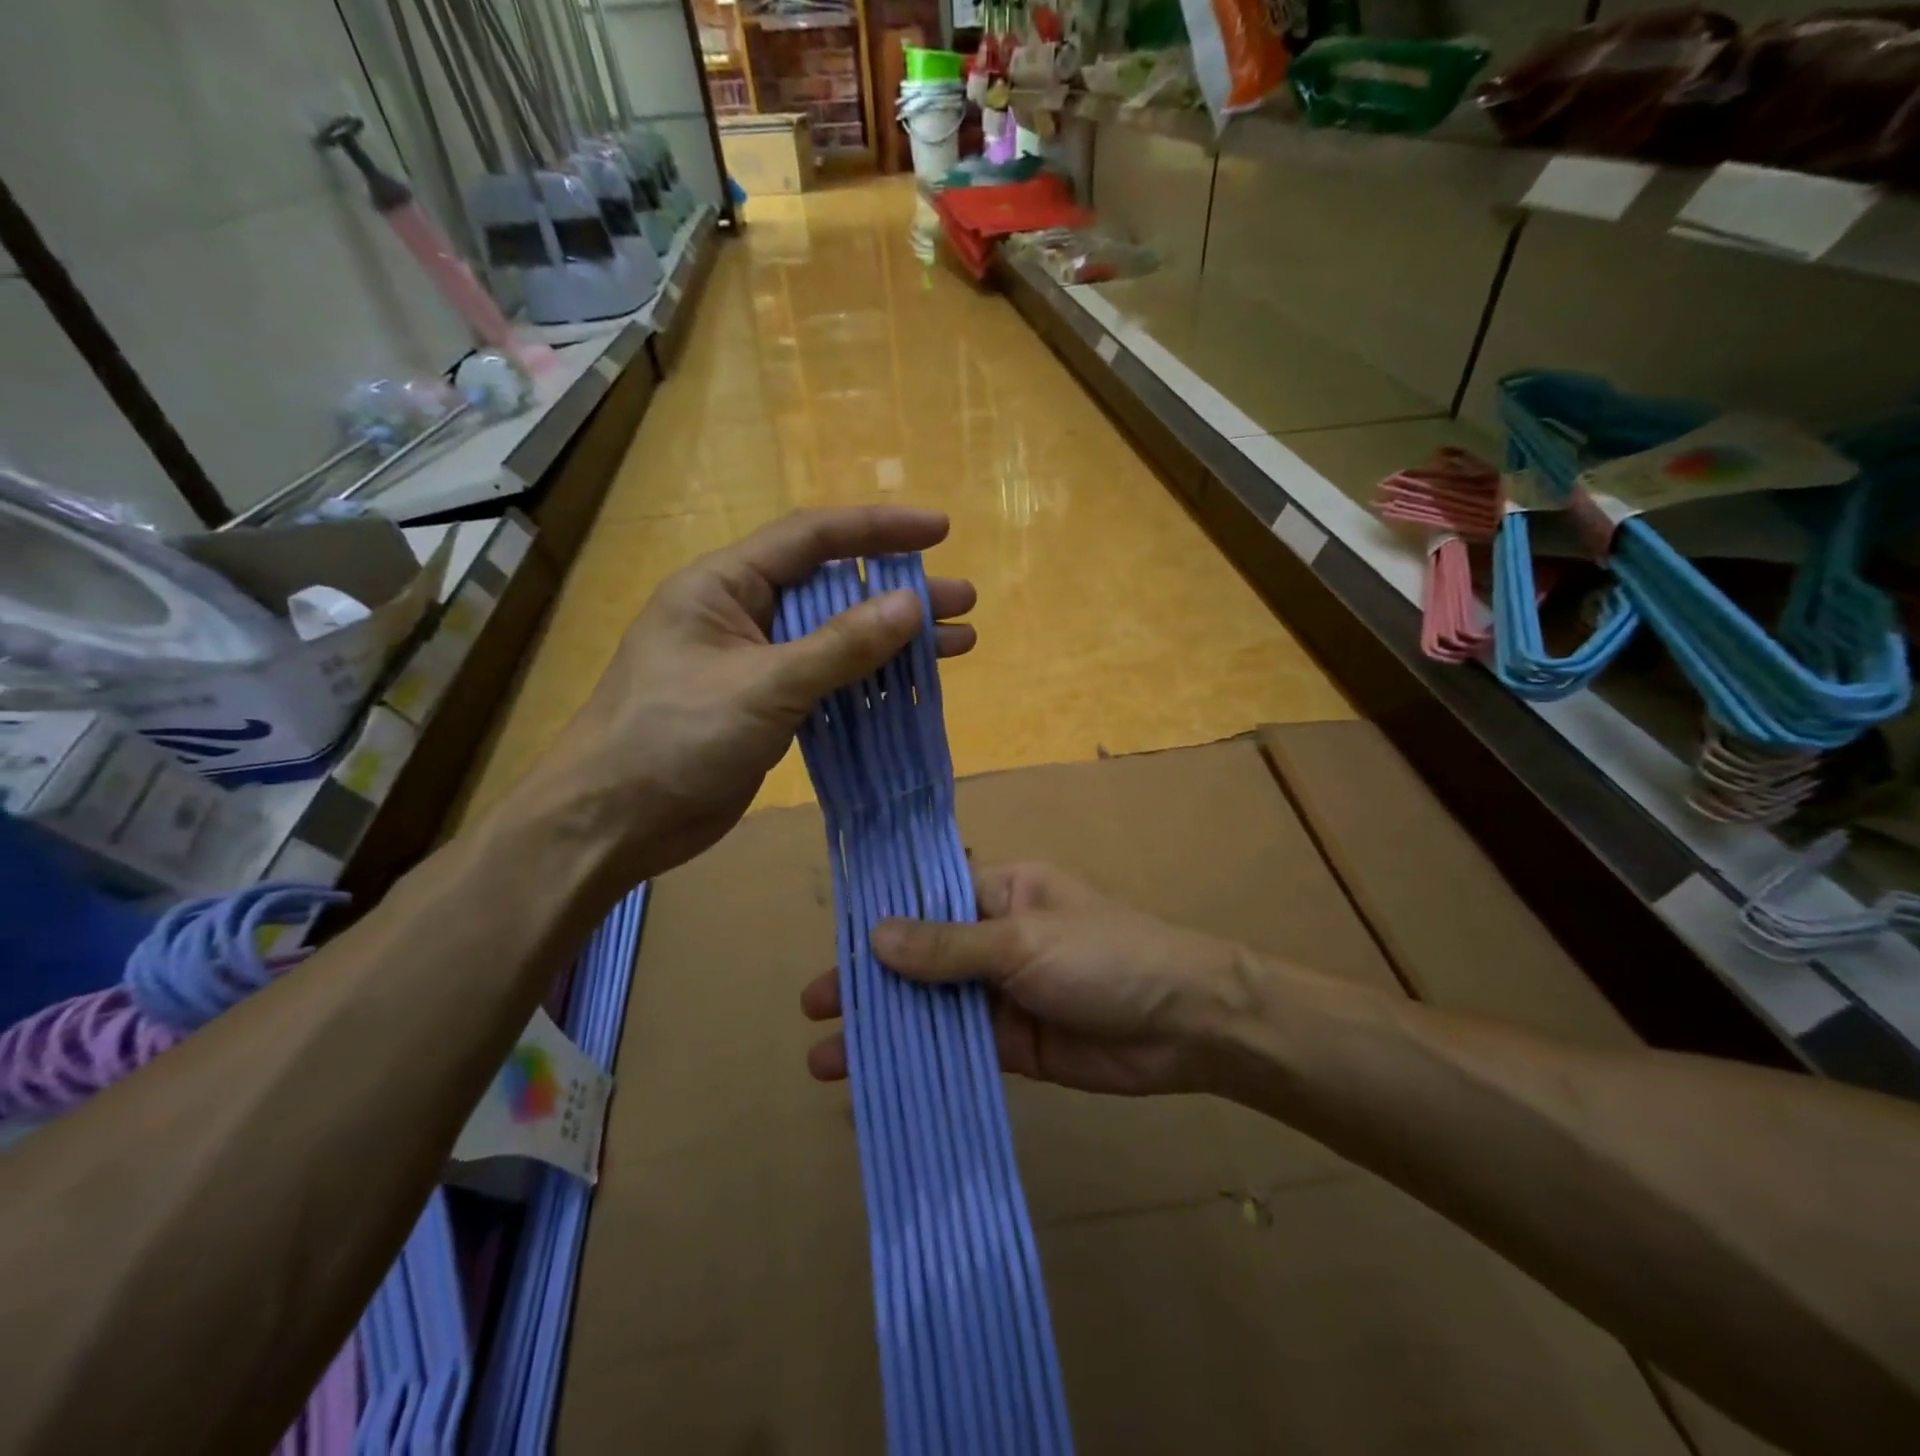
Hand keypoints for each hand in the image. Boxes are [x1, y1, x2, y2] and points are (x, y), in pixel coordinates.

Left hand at [523, 506, 975, 879]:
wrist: (614, 822)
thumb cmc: (674, 738)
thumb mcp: (763, 686)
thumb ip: (840, 646)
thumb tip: (911, 605)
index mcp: (725, 585)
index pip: (812, 538)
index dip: (878, 529)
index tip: (939, 531)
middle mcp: (743, 614)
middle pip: (834, 590)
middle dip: (900, 593)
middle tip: (963, 601)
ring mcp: (757, 664)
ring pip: (837, 640)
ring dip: (894, 642)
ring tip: (959, 643)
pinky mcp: (767, 708)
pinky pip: (829, 682)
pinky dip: (870, 683)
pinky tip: (912, 687)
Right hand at [802, 864, 1252, 1096]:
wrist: (1188, 1024)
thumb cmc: (1106, 957)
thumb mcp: (1023, 941)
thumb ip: (949, 946)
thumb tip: (875, 936)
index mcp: (1001, 892)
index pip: (927, 900)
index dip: (879, 921)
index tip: (831, 944)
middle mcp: (996, 938)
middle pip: (920, 958)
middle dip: (870, 982)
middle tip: (813, 1007)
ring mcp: (1003, 994)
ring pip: (932, 1008)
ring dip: (886, 1029)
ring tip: (826, 1058)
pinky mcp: (1014, 1044)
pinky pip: (958, 1049)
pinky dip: (921, 1062)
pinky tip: (881, 1081)